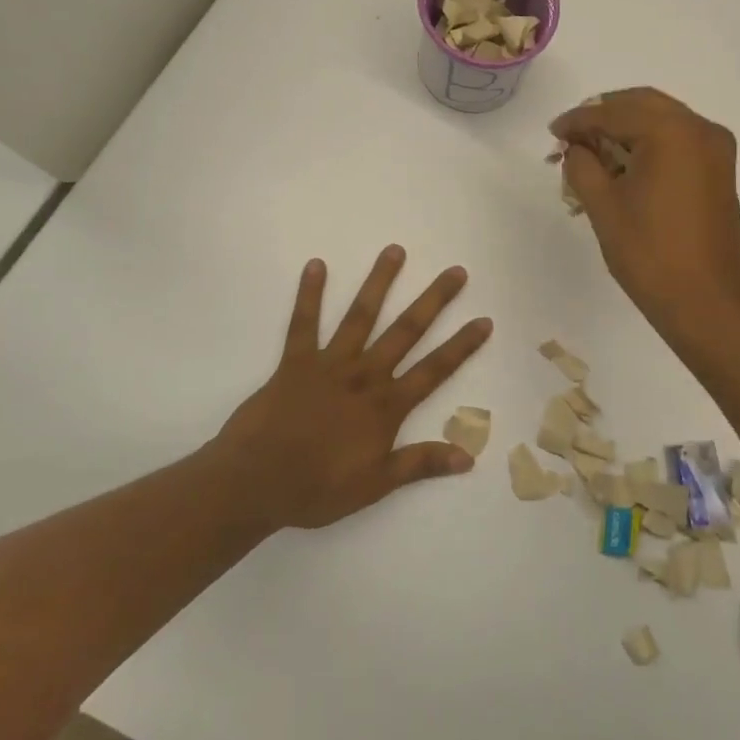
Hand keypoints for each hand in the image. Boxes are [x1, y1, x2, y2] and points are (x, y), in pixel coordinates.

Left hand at [213, 247, 492, 529]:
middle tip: (455, 271)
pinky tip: (315, 265)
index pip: (434, 369)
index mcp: (386, 405)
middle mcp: (364, 375)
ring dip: (379, 282)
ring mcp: (329, 364)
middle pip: (406, 331)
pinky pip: (304, 323)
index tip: (484, 320)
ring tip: (395, 250)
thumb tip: (469, 456)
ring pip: (361, 316)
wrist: (256, 482)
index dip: (461, 345)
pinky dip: (309, 294)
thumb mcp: (376, 484)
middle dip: (434, 300)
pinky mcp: (295, 361)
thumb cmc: (317, 488)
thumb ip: (420, 463)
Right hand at [550, 88, 739, 334]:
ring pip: (662, 121)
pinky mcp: (720, 171)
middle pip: (642, 105)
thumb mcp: (603, 207)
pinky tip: (623, 166)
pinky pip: (678, 141)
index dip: (578, 120)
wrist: (707, 302)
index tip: (553, 132)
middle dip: (604, 116)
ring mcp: (716, 150)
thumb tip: (576, 148)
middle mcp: (701, 129)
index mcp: (672, 132)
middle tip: (572, 137)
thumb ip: (582, 166)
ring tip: (593, 153)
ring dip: (626, 129)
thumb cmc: (650, 254)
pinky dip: (649, 144)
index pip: (614, 112)